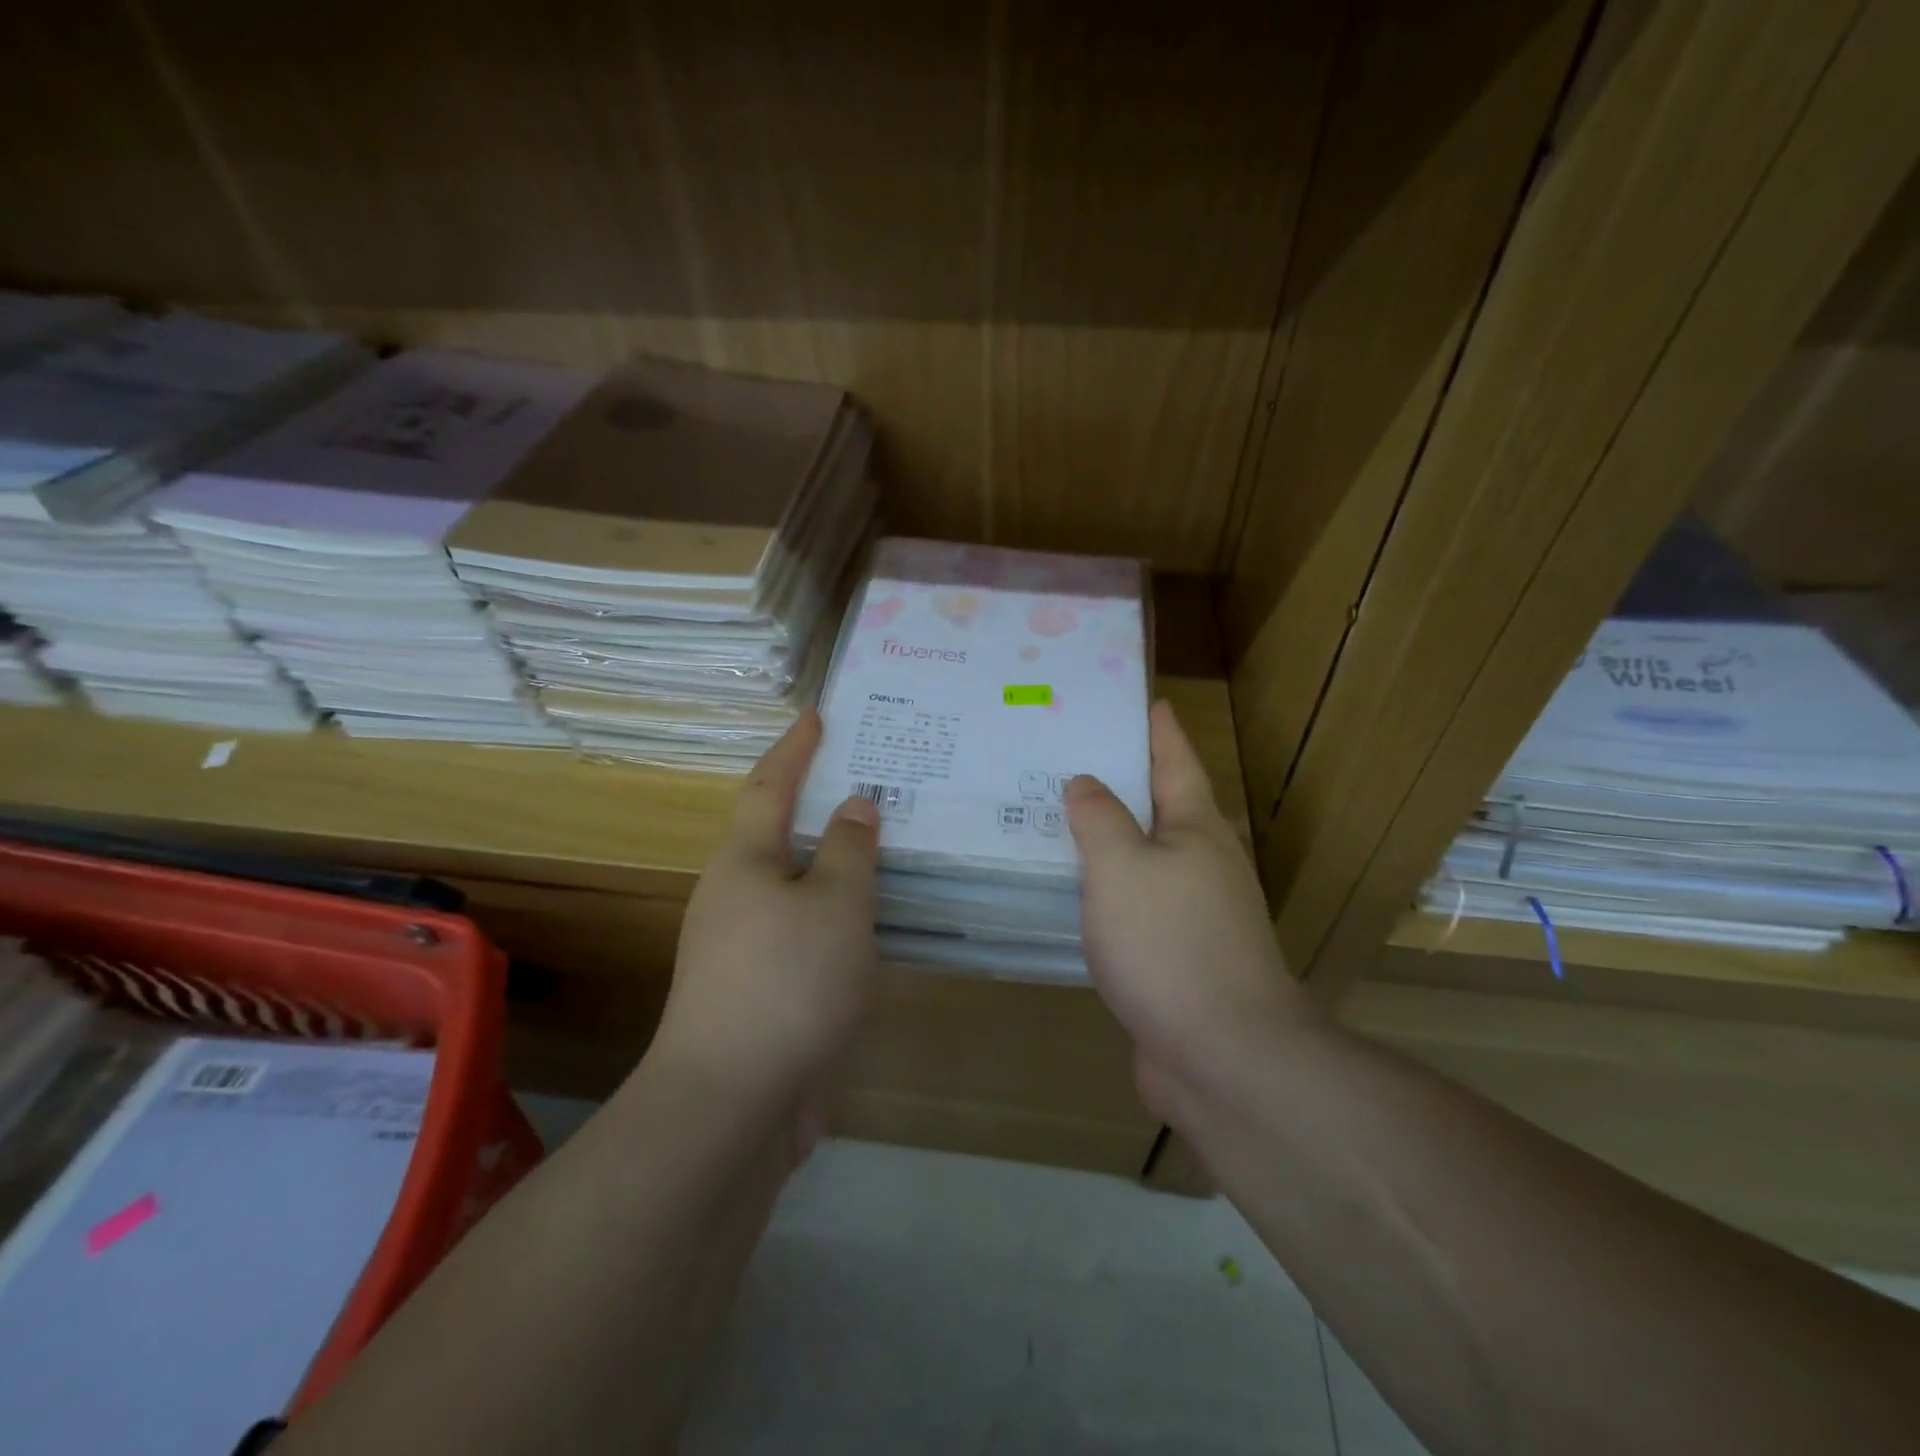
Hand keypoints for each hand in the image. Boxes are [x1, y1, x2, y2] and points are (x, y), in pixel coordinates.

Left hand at [646, 708, 881, 1115]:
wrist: (732, 1104)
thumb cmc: (788, 984)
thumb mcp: (837, 906)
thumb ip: (851, 850)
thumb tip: (854, 806)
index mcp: (745, 862)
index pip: (771, 785)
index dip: (796, 747)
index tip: (816, 714)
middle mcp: (734, 895)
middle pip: (780, 833)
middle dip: (820, 805)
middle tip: (870, 781)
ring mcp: (742, 947)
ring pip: (797, 887)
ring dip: (833, 865)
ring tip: (882, 847)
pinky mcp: (760, 990)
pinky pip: (805, 931)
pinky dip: (836, 915)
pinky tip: (871, 924)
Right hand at [1066, 700, 1316, 1121]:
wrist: (1225, 1057)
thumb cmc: (1170, 944)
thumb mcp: (1122, 867)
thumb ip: (1099, 819)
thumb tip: (1086, 783)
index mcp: (1196, 829)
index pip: (1175, 760)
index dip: (1157, 728)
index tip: (1140, 699)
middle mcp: (1202, 863)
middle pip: (1160, 806)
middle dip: (1122, 779)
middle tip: (1069, 754)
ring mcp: (1193, 913)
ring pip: (1143, 858)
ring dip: (1109, 837)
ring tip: (1058, 816)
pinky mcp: (1176, 956)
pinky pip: (1133, 904)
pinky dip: (1104, 888)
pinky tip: (1072, 892)